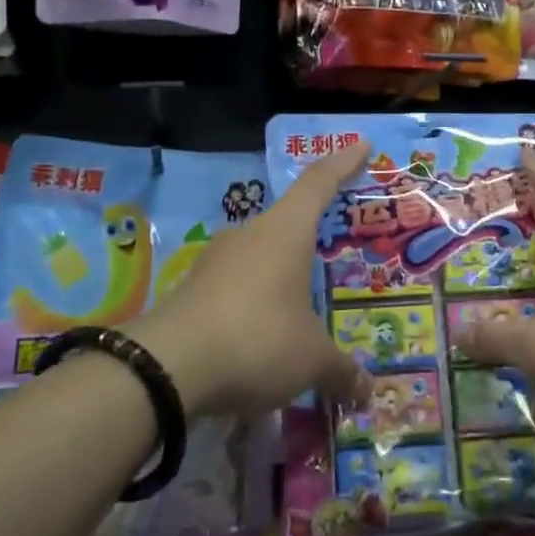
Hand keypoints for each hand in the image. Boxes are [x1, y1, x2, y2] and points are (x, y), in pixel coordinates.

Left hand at [128, 143, 372, 418]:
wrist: (166, 368)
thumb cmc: (257, 341)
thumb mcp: (310, 359)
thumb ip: (341, 370)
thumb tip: (367, 391)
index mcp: (285, 233)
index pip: (318, 184)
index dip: (342, 163)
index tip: (360, 145)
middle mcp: (248, 236)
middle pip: (287, 223)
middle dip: (310, 237)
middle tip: (333, 254)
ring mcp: (214, 261)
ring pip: (258, 258)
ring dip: (279, 277)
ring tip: (300, 308)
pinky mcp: (191, 290)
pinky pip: (235, 288)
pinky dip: (254, 304)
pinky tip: (262, 337)